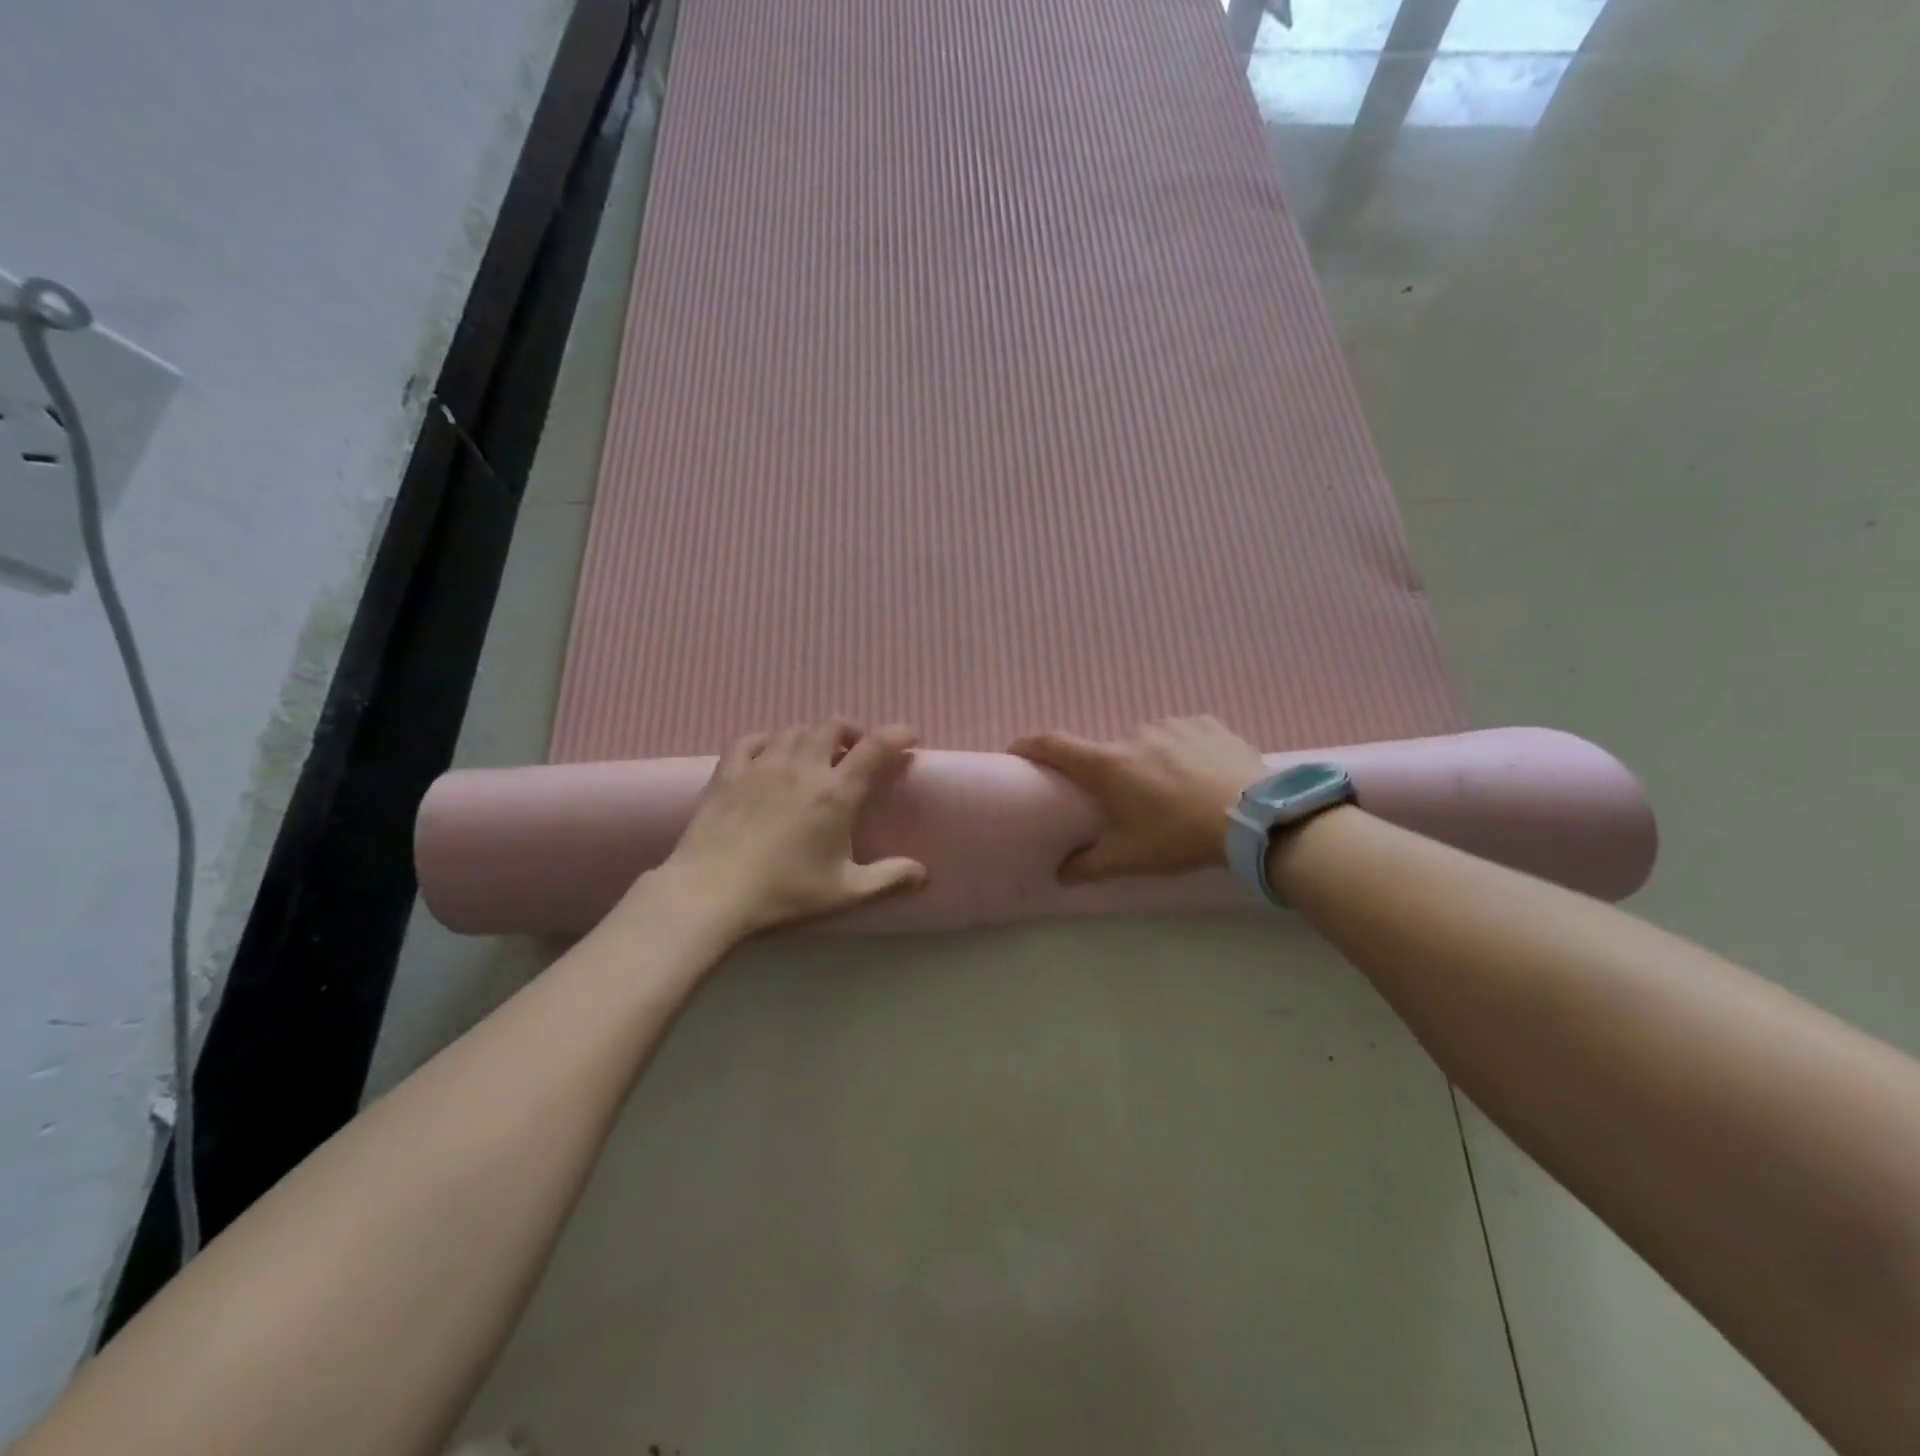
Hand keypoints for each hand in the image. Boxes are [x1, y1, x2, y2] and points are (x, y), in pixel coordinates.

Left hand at [654, 721, 927, 935]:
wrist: (709, 895)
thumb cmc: (783, 894)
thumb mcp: (845, 893)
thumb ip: (888, 878)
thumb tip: (923, 872)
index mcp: (836, 793)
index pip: (876, 747)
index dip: (898, 734)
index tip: (910, 737)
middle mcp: (802, 768)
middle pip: (832, 726)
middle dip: (852, 731)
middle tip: (857, 751)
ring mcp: (762, 766)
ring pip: (794, 729)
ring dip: (813, 735)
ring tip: (817, 754)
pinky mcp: (728, 772)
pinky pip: (752, 739)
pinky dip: (769, 739)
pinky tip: (771, 753)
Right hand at [1009, 716, 1265, 881]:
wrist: (1255, 817)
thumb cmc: (1180, 836)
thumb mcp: (1131, 858)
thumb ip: (1089, 866)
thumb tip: (1060, 875)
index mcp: (1108, 765)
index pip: (1054, 745)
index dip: (1029, 745)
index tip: (1016, 751)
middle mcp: (1135, 735)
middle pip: (1109, 754)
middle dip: (1114, 775)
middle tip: (1132, 804)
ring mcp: (1173, 725)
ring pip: (1149, 744)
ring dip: (1152, 764)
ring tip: (1176, 794)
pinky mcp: (1207, 723)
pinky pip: (1183, 736)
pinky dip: (1184, 753)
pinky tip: (1202, 776)